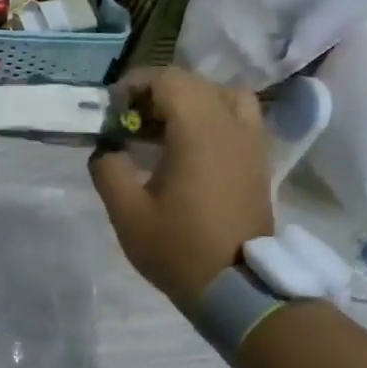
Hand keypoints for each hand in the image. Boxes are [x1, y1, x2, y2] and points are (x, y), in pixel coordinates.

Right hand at [89, 67, 273, 317]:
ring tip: (165, 127)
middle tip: (131, 121)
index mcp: (198, 131)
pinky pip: (239, 117)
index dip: (136, 84)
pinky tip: (191, 146)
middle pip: (194, 82)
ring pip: (223, 95)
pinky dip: (214, 116)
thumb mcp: (126, 212)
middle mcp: (230, 125)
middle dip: (157, 91)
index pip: (168, 79)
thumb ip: (108, 168)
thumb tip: (107, 148)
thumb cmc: (179, 247)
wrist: (238, 288)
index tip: (113, 110)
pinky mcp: (259, 160)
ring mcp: (251, 142)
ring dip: (190, 100)